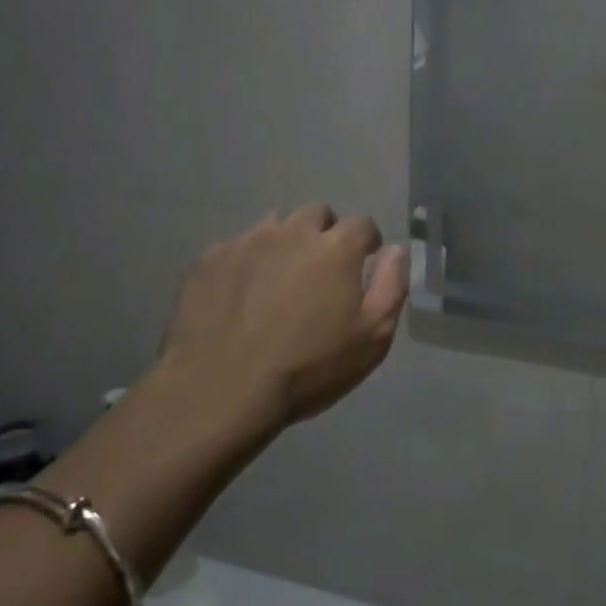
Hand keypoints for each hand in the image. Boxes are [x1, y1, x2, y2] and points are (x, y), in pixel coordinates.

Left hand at [147, 205, 408, 434]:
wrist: (220, 391)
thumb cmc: (308, 367)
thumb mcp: (372, 337)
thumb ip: (391, 286)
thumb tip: (396, 250)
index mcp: (335, 248)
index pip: (362, 224)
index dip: (367, 242)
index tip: (364, 262)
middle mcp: (291, 232)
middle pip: (316, 214)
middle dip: (325, 233)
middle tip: (321, 270)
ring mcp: (246, 242)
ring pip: (274, 225)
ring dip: (285, 242)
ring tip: (280, 278)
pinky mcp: (209, 260)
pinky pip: (236, 247)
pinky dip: (247, 261)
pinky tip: (242, 294)